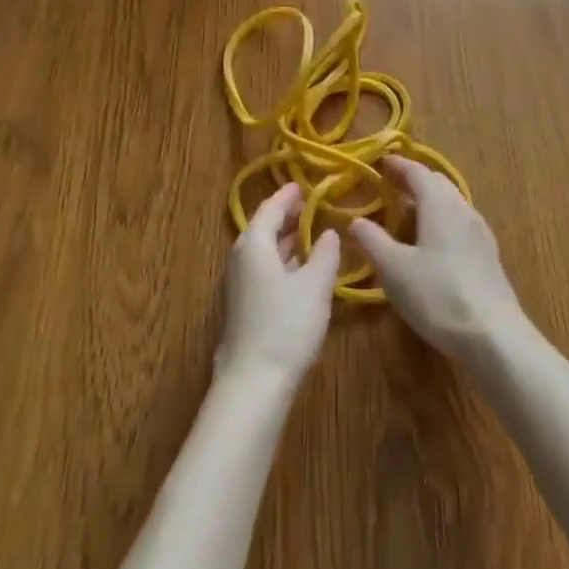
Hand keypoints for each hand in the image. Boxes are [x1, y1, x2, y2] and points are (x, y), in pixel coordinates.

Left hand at [216, 183, 341, 388]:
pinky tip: (300, 271)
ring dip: (285, 240)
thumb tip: (330, 233)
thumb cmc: (286, 325)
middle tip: (311, 206)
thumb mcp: (315, 285)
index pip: (270, 208)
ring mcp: (238, 285)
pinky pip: (263, 270)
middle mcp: (240, 259)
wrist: (253, 384)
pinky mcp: (242, 308)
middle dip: (287, 216)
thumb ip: (326, 254)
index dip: (288, 195)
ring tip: (311, 234)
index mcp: (254, 244)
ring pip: (263, 252)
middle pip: (263, 227)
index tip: (303, 184)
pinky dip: (281, 261)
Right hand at [351, 156, 526, 360]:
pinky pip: (460, 222)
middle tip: (391, 184)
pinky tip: (433, 242)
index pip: (417, 172)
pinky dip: (441, 219)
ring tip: (408, 212)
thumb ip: (372, 241)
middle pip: (437, 183)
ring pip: (451, 202)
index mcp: (439, 204)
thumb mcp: (394, 270)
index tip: (381, 162)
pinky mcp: (488, 255)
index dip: (398, 165)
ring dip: (429, 200)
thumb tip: (356, 220)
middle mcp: (462, 209)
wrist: (494, 335)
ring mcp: (480, 232)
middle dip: (414, 180)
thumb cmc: (438, 295)